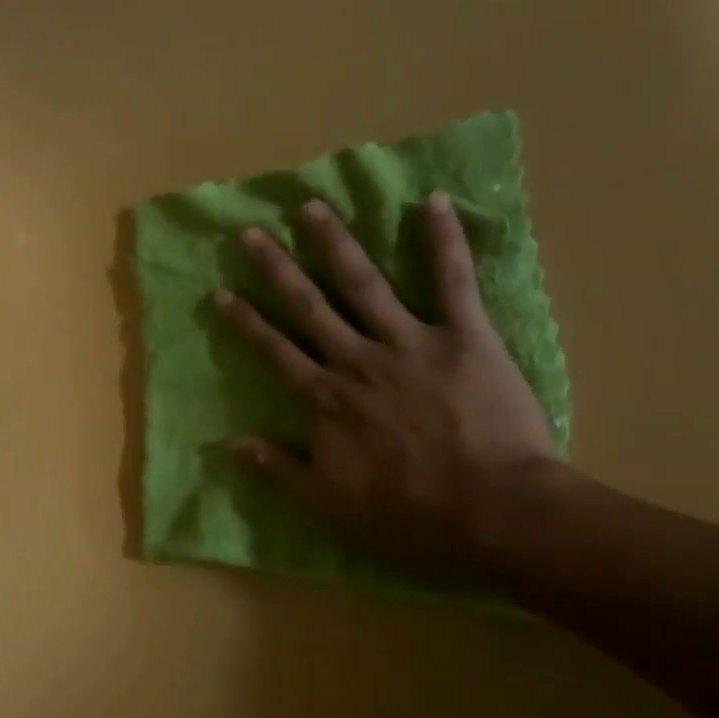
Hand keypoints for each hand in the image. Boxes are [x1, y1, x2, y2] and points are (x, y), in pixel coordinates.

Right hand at [214, 193, 557, 570]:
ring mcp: (410, 342)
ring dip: (335, 243)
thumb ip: (279, 469)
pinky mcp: (465, 337)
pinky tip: (431, 202)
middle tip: (251, 233)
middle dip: (276, 268)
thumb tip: (231, 443)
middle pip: (308, 305)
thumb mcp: (328, 504)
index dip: (246, 322)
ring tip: (312, 207)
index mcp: (327, 397)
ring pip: (363, 283)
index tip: (222, 293)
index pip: (274, 350)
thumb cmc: (409, 514)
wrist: (496, 515)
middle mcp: (357, 359)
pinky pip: (453, 282)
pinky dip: (443, 241)